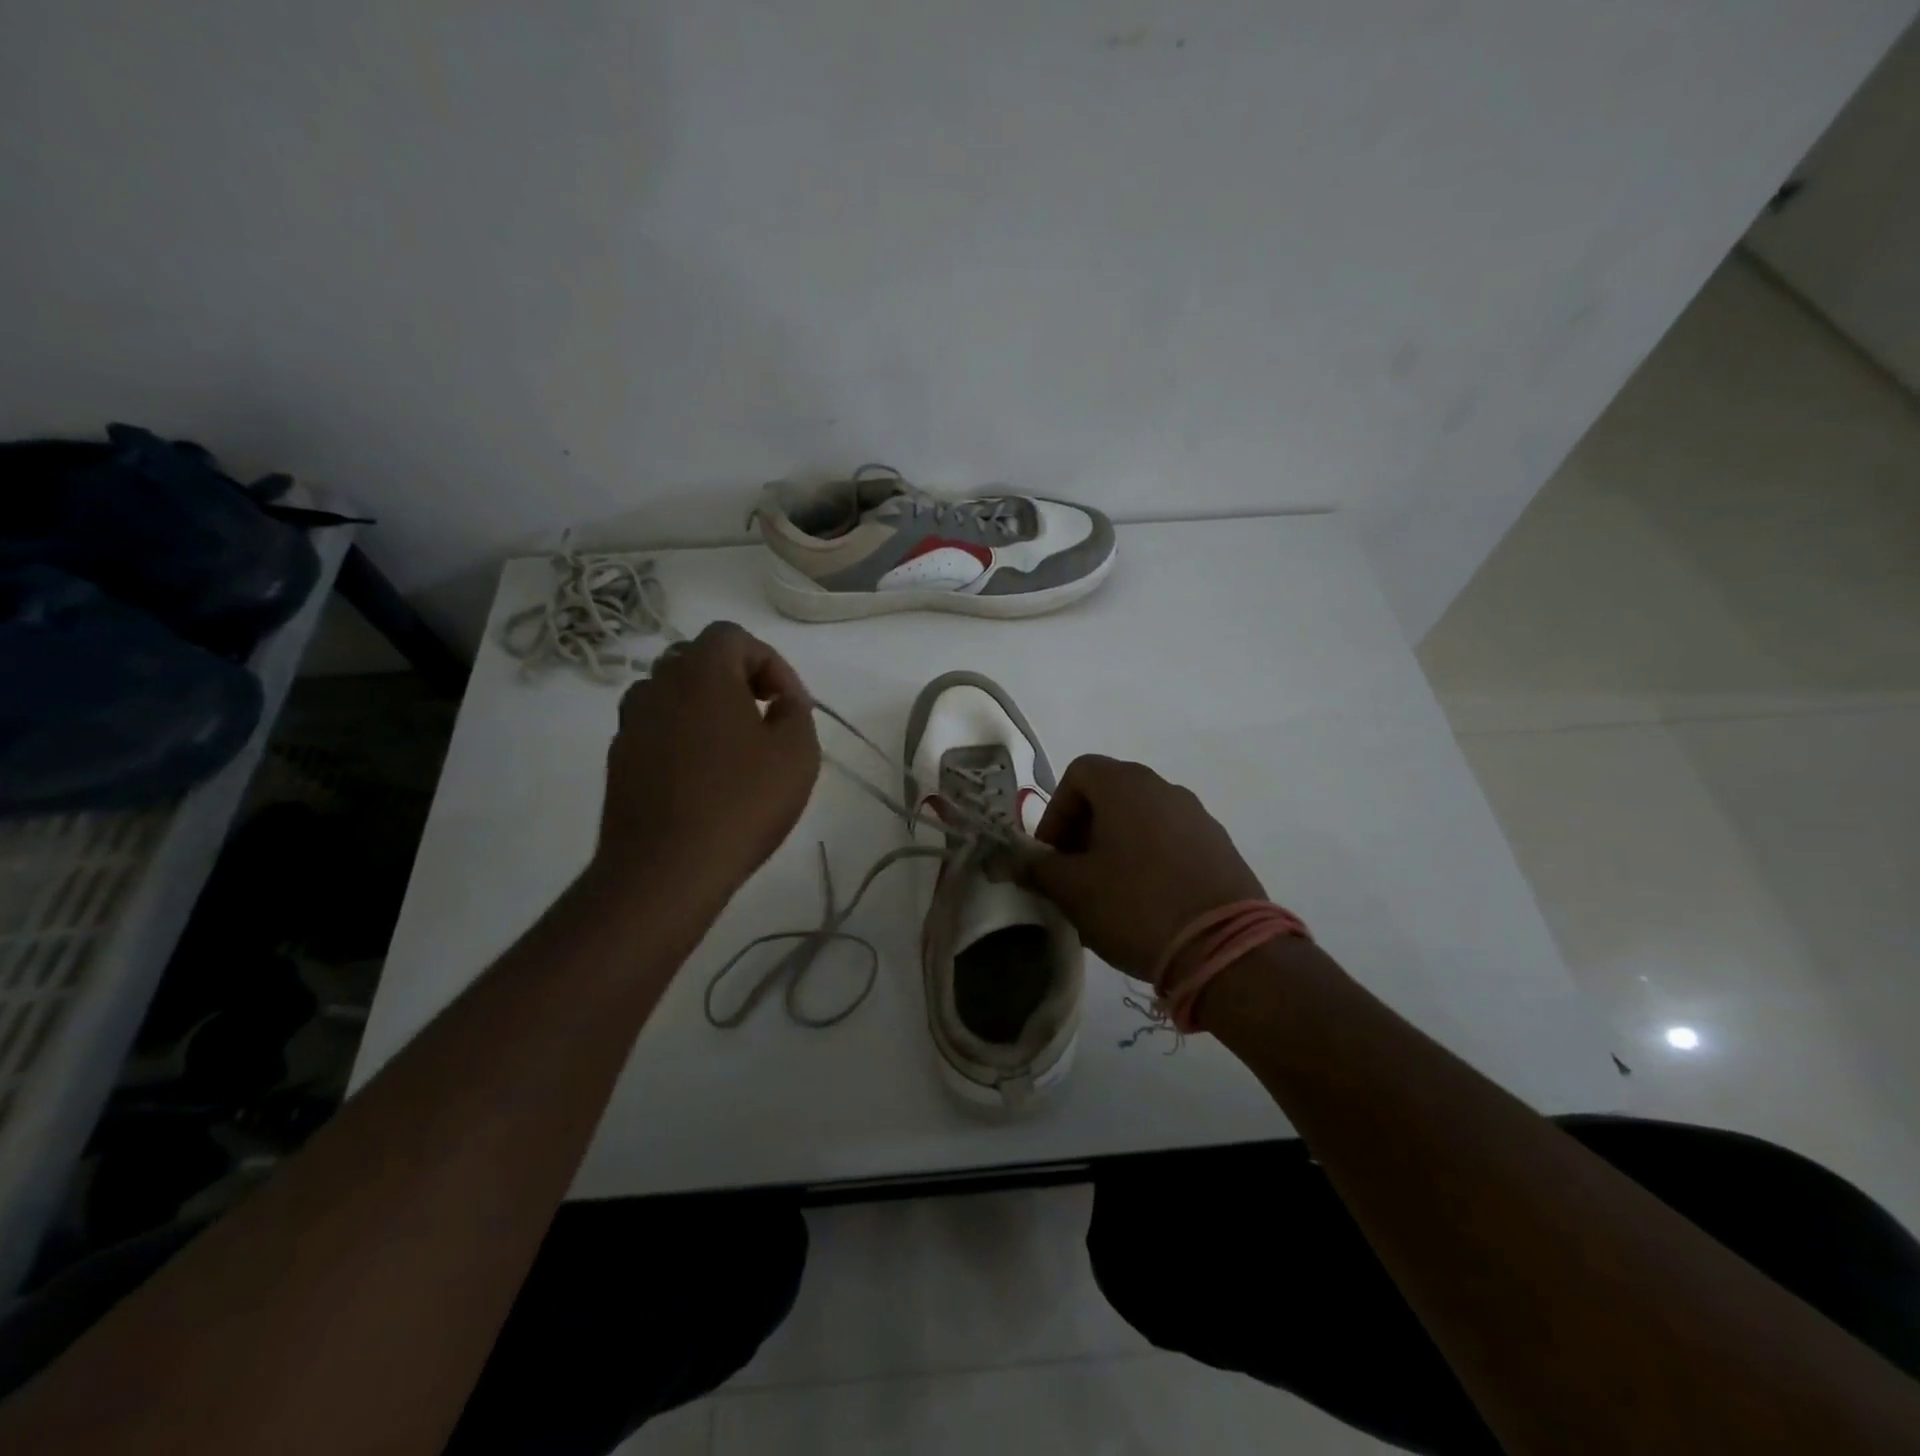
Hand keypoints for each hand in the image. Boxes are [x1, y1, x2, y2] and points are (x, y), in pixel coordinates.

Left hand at [592, 622, 819, 905]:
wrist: (666, 868)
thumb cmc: (741, 802)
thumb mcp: (797, 752)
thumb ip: (796, 710)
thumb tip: (783, 699)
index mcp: (701, 671)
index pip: (734, 636)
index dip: (771, 663)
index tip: (790, 705)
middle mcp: (658, 685)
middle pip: (698, 658)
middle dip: (736, 679)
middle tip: (764, 716)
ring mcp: (631, 723)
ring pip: (672, 693)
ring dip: (705, 706)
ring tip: (734, 746)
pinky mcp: (619, 759)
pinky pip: (656, 728)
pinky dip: (682, 735)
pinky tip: (705, 776)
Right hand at [1024, 755, 1264, 981]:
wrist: (1226, 949)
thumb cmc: (1136, 906)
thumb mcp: (1074, 890)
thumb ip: (1039, 868)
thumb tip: (1017, 860)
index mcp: (1126, 785)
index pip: (1078, 773)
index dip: (1055, 811)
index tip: (1052, 855)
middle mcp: (1165, 788)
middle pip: (1110, 794)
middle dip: (1083, 831)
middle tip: (1073, 876)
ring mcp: (1198, 816)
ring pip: (1141, 819)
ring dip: (1115, 847)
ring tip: (1107, 895)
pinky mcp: (1220, 847)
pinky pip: (1170, 841)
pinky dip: (1149, 860)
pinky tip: (1146, 903)